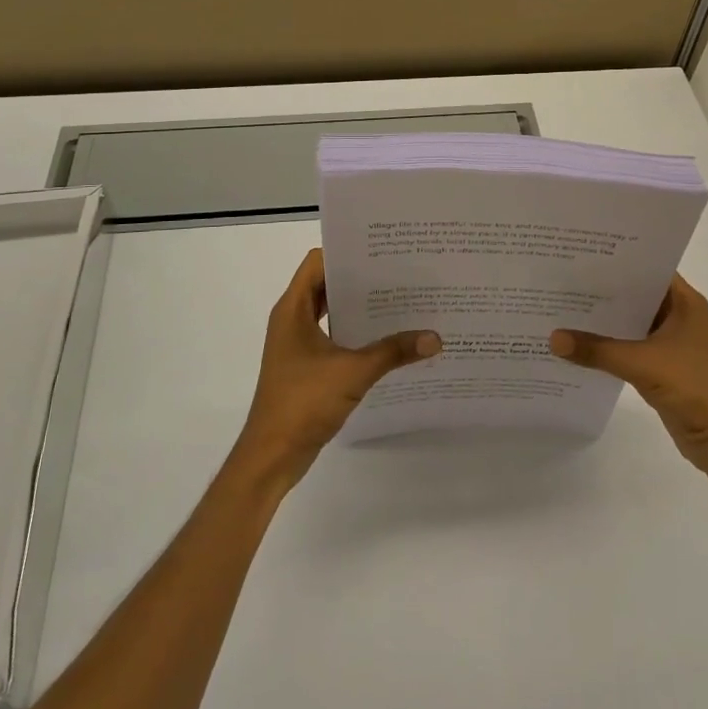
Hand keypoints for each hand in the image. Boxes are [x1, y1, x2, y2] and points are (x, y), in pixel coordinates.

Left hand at [233, 249, 441, 491]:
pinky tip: (388, 340)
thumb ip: (393, 351)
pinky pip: (334, 336)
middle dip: (361, 280)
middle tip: (402, 275)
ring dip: (360, 308)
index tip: (382, 253)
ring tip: (402, 303)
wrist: (272, 455)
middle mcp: (292, 319)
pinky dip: (357, 333)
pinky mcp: (306, 365)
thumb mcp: (353, 372)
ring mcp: (298, 343)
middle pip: (327, 285)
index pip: (318, 262)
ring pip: (332, 312)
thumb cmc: (302, 402)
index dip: (347, 254)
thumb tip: (435, 337)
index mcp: (293, 309)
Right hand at [551, 274, 707, 497]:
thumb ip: (597, 350)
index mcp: (684, 302)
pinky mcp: (661, 367)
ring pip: (630, 322)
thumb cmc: (694, 387)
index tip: (581, 253)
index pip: (647, 268)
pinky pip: (628, 347)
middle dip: (602, 290)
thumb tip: (553, 339)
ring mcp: (670, 342)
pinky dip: (608, 345)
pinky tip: (578, 343)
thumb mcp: (642, 364)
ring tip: (562, 306)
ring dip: (603, 320)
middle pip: (635, 294)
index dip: (617, 260)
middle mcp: (678, 315)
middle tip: (561, 278)